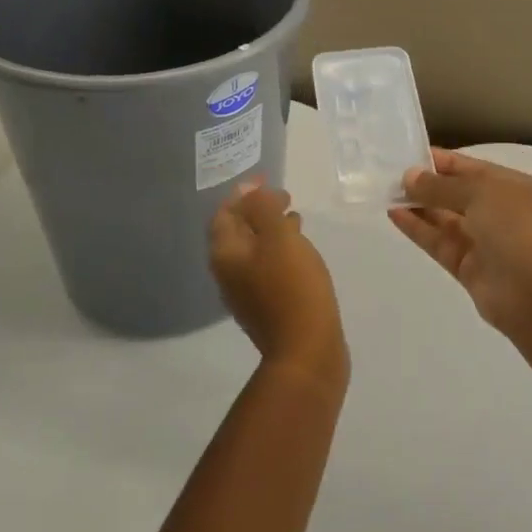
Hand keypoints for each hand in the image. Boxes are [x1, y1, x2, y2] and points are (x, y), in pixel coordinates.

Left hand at [210, 184, 346, 388]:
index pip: (224, 215)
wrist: (307, 350)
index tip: (267, 181)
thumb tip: (249, 190)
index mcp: (226, 255)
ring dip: (271, 230)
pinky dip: (280, 251)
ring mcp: (246, 294)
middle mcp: (228, 274)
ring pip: (255, 251)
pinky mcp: (268, 306)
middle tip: (283, 197)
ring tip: (295, 217)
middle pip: (237, 233)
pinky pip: (268, 268)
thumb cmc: (293, 286)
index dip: (242, 195)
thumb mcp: (279, 237)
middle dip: (257, 211)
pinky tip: (300, 250)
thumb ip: (262, 208)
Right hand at [390, 149, 531, 343]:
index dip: (445, 162)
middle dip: (430, 184)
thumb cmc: (519, 229)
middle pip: (461, 194)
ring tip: (388, 193)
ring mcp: (488, 243)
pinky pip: (441, 243)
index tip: (411, 155)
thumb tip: (410, 177)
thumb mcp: (482, 193)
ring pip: (448, 220)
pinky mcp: (470, 269)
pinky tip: (395, 215)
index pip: (476, 169)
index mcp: (519, 189)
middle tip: (393, 176)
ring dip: (420, 206)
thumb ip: (442, 185)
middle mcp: (505, 214)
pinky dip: (419, 229)